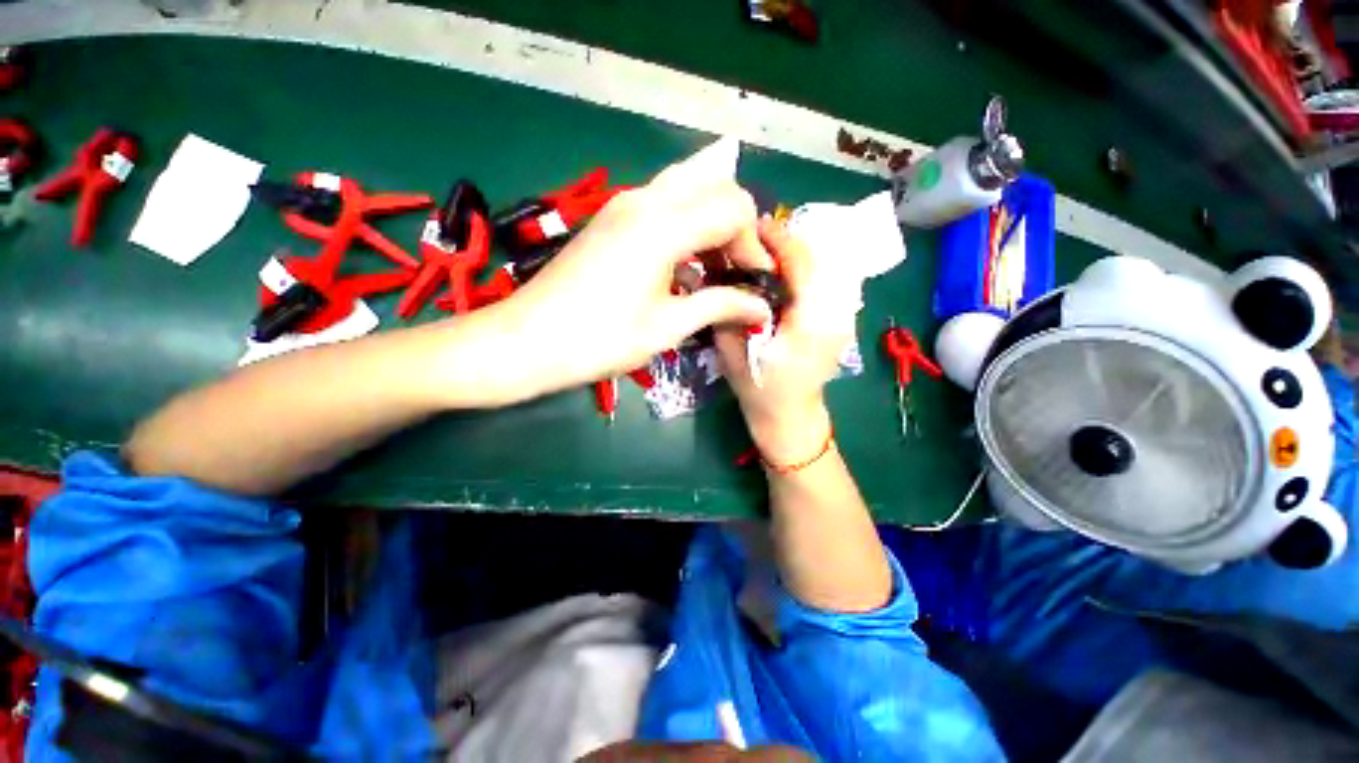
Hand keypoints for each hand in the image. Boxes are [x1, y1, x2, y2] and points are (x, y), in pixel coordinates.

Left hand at [490, 161, 774, 399]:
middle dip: (736, 226)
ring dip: (711, 223)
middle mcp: (645, 199)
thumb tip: (762, 305)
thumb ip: (720, 307)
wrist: (527, 341)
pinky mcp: (610, 218)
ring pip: (688, 189)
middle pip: (714, 186)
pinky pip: (662, 204)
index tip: (751, 283)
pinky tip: (682, 266)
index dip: (751, 245)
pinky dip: (686, 225)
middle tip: (735, 271)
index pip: (733, 208)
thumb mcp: (667, 327)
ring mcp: (623, 204)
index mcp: (663, 224)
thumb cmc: (600, 339)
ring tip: (714, 268)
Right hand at [715, 218, 856, 462]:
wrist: (791, 419)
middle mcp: (837, 312)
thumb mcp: (733, 354)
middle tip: (752, 241)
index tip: (751, 227)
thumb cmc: (761, 392)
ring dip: (794, 253)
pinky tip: (780, 275)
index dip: (777, 238)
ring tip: (764, 255)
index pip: (801, 262)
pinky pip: (825, 279)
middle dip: (785, 241)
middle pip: (817, 257)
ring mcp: (845, 315)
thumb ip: (726, 312)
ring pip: (824, 264)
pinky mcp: (841, 318)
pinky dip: (803, 268)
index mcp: (812, 322)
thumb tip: (715, 273)